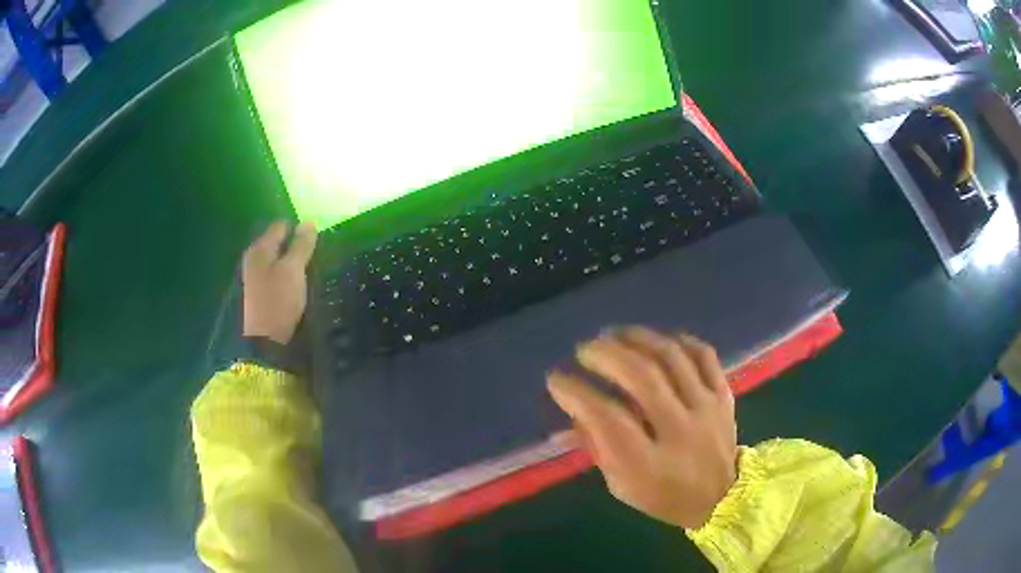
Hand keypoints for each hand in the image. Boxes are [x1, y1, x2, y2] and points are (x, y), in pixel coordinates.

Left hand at [242, 221, 317, 344]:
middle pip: (277, 243)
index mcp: (260, 248)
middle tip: (314, 257)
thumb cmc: (278, 300)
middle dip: (295, 246)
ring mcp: (254, 276)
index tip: (316, 241)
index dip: (299, 229)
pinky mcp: (258, 293)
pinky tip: (296, 285)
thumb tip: (309, 222)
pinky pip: (275, 275)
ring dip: (291, 263)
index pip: (281, 226)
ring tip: (308, 271)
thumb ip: (301, 245)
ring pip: (277, 260)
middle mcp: (253, 258)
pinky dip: (286, 276)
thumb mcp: (293, 270)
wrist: (264, 342)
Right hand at [547, 327, 736, 528]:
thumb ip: (596, 448)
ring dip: (638, 338)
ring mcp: (706, 409)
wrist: (721, 497)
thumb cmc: (662, 495)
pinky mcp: (724, 395)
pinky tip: (659, 339)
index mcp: (647, 464)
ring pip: (672, 358)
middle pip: (642, 378)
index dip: (577, 393)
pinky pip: (704, 355)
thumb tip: (564, 422)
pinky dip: (680, 340)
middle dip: (606, 355)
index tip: (557, 379)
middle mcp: (679, 431)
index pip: (607, 418)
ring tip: (615, 334)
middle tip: (585, 349)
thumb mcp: (621, 485)